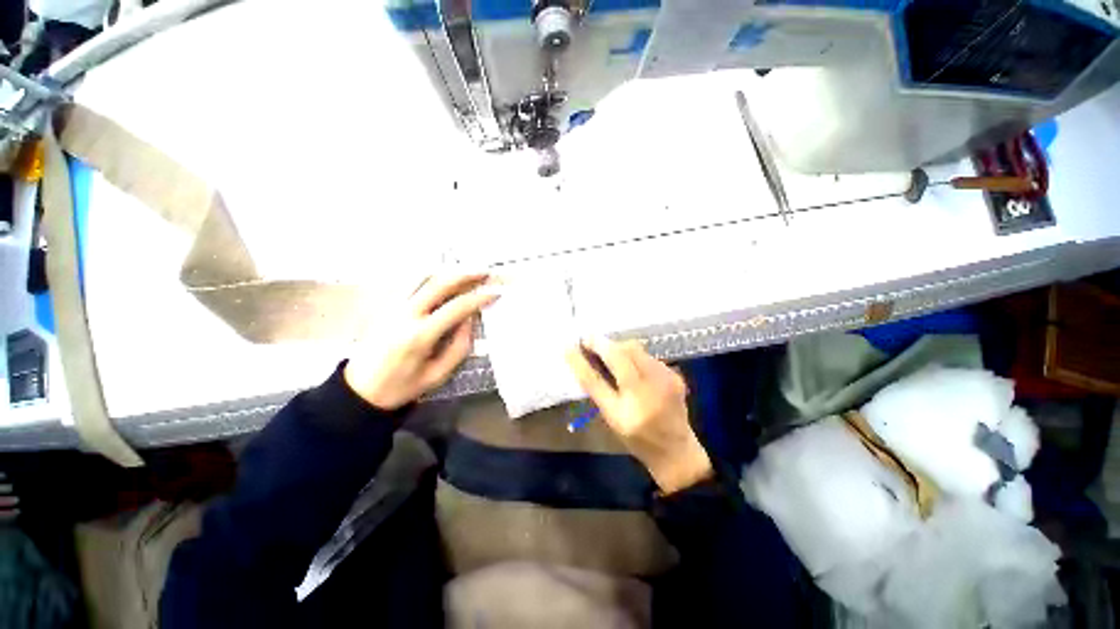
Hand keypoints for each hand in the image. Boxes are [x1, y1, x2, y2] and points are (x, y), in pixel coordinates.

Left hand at [345, 272, 498, 409]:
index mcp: (420, 335)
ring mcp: (393, 307)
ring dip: (447, 272)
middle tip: (484, 272)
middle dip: (466, 275)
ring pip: (422, 277)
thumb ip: (459, 346)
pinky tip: (441, 278)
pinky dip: (429, 276)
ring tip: (466, 272)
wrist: (360, 391)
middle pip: (440, 284)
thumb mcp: (438, 374)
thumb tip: (470, 320)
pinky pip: (409, 282)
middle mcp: (406, 314)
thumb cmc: (402, 386)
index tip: (495, 293)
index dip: (479, 298)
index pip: (457, 307)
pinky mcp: (386, 306)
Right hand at [565, 338, 711, 493]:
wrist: (676, 449)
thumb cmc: (637, 438)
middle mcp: (646, 393)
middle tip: (589, 342)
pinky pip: (647, 355)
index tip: (570, 345)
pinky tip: (630, 363)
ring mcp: (665, 381)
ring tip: (608, 352)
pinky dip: (633, 354)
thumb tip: (581, 360)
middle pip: (621, 354)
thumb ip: (598, 389)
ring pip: (635, 349)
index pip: (596, 381)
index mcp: (624, 413)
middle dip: (603, 343)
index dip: (581, 361)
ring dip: (618, 347)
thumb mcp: (612, 418)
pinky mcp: (675, 374)